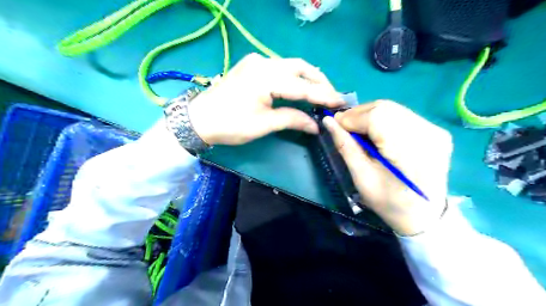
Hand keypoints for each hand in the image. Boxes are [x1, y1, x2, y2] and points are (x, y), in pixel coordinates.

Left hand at [190, 52, 344, 145]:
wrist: (199, 119)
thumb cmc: (230, 124)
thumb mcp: (263, 124)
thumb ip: (292, 119)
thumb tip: (315, 125)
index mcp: (266, 77)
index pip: (303, 85)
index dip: (323, 95)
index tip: (341, 102)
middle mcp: (263, 63)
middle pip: (300, 67)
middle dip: (319, 81)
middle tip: (332, 96)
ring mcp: (256, 62)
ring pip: (290, 65)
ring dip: (307, 77)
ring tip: (321, 91)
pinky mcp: (251, 66)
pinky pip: (279, 67)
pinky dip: (294, 75)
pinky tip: (300, 85)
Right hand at [323, 101, 452, 234]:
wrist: (424, 215)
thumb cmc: (389, 202)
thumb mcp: (362, 177)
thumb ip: (345, 146)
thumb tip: (328, 121)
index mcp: (409, 151)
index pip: (376, 117)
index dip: (352, 118)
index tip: (336, 125)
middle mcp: (428, 134)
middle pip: (385, 108)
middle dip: (359, 114)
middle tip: (345, 127)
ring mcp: (435, 130)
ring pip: (393, 108)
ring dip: (370, 115)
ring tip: (359, 131)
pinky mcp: (437, 131)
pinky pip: (403, 115)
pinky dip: (384, 119)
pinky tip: (377, 133)